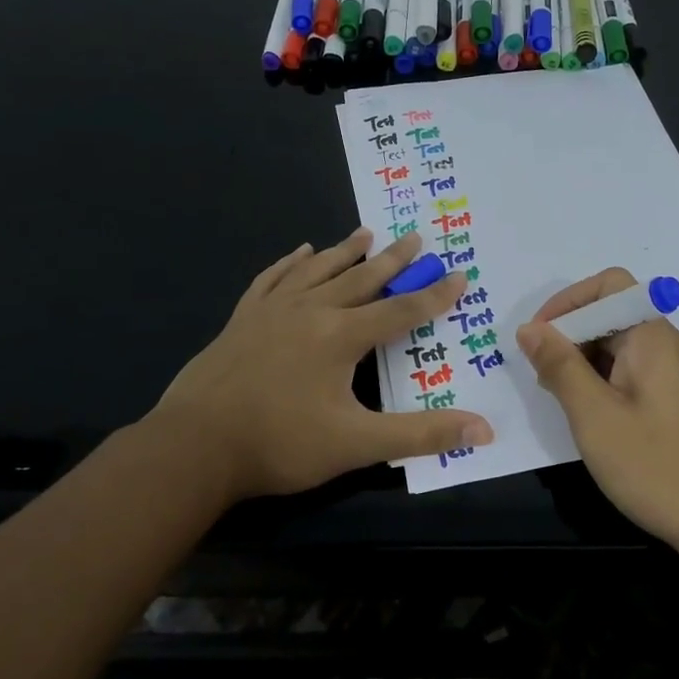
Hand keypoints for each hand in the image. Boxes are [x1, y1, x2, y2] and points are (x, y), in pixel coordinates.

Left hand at [152, 229, 493, 501]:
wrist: (194, 446)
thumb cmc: (281, 444)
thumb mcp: (357, 444)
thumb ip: (420, 435)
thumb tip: (484, 429)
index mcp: (341, 336)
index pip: (401, 310)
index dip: (433, 295)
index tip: (458, 274)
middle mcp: (311, 311)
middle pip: (362, 278)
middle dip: (393, 260)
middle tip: (416, 237)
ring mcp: (272, 311)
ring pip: (318, 270)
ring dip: (345, 251)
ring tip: (365, 233)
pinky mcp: (243, 318)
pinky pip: (273, 279)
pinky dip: (290, 263)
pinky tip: (300, 251)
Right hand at [515, 267, 678, 566]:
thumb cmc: (659, 468)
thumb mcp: (595, 417)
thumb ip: (560, 366)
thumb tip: (531, 328)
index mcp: (654, 337)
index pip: (609, 285)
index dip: (567, 303)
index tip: (538, 340)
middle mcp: (678, 346)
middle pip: (619, 316)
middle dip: (575, 338)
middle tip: (546, 382)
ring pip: (632, 349)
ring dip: (593, 364)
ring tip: (571, 406)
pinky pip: (649, 375)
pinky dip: (618, 384)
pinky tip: (609, 424)